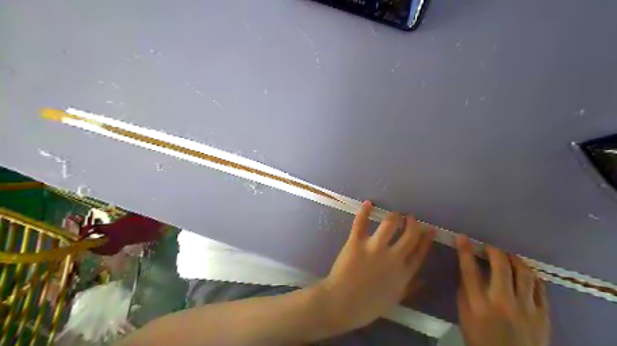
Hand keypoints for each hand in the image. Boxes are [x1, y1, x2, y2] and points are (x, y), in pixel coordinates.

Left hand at [318, 201, 432, 333]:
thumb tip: (425, 281)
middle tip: (410, 217)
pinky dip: (364, 211)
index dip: (426, 239)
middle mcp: (393, 257)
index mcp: (403, 273)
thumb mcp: (394, 299)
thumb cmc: (368, 305)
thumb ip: (410, 288)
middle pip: (409, 234)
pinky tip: (368, 203)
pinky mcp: (356, 242)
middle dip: (412, 223)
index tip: (430, 229)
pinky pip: (361, 223)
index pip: (420, 251)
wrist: (342, 303)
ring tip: (394, 214)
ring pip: (389, 224)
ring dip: (394, 216)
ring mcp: (374, 247)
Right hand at [454, 236, 551, 345]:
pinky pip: (540, 288)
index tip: (462, 237)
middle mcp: (503, 303)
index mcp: (479, 305)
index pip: (470, 271)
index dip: (465, 251)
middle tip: (490, 246)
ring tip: (508, 257)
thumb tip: (466, 269)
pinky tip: (524, 273)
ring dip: (515, 260)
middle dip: (494, 251)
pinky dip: (531, 276)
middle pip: (501, 267)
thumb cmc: (480, 338)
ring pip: (524, 274)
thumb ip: (464, 291)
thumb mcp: (464, 316)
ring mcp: (527, 309)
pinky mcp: (544, 315)